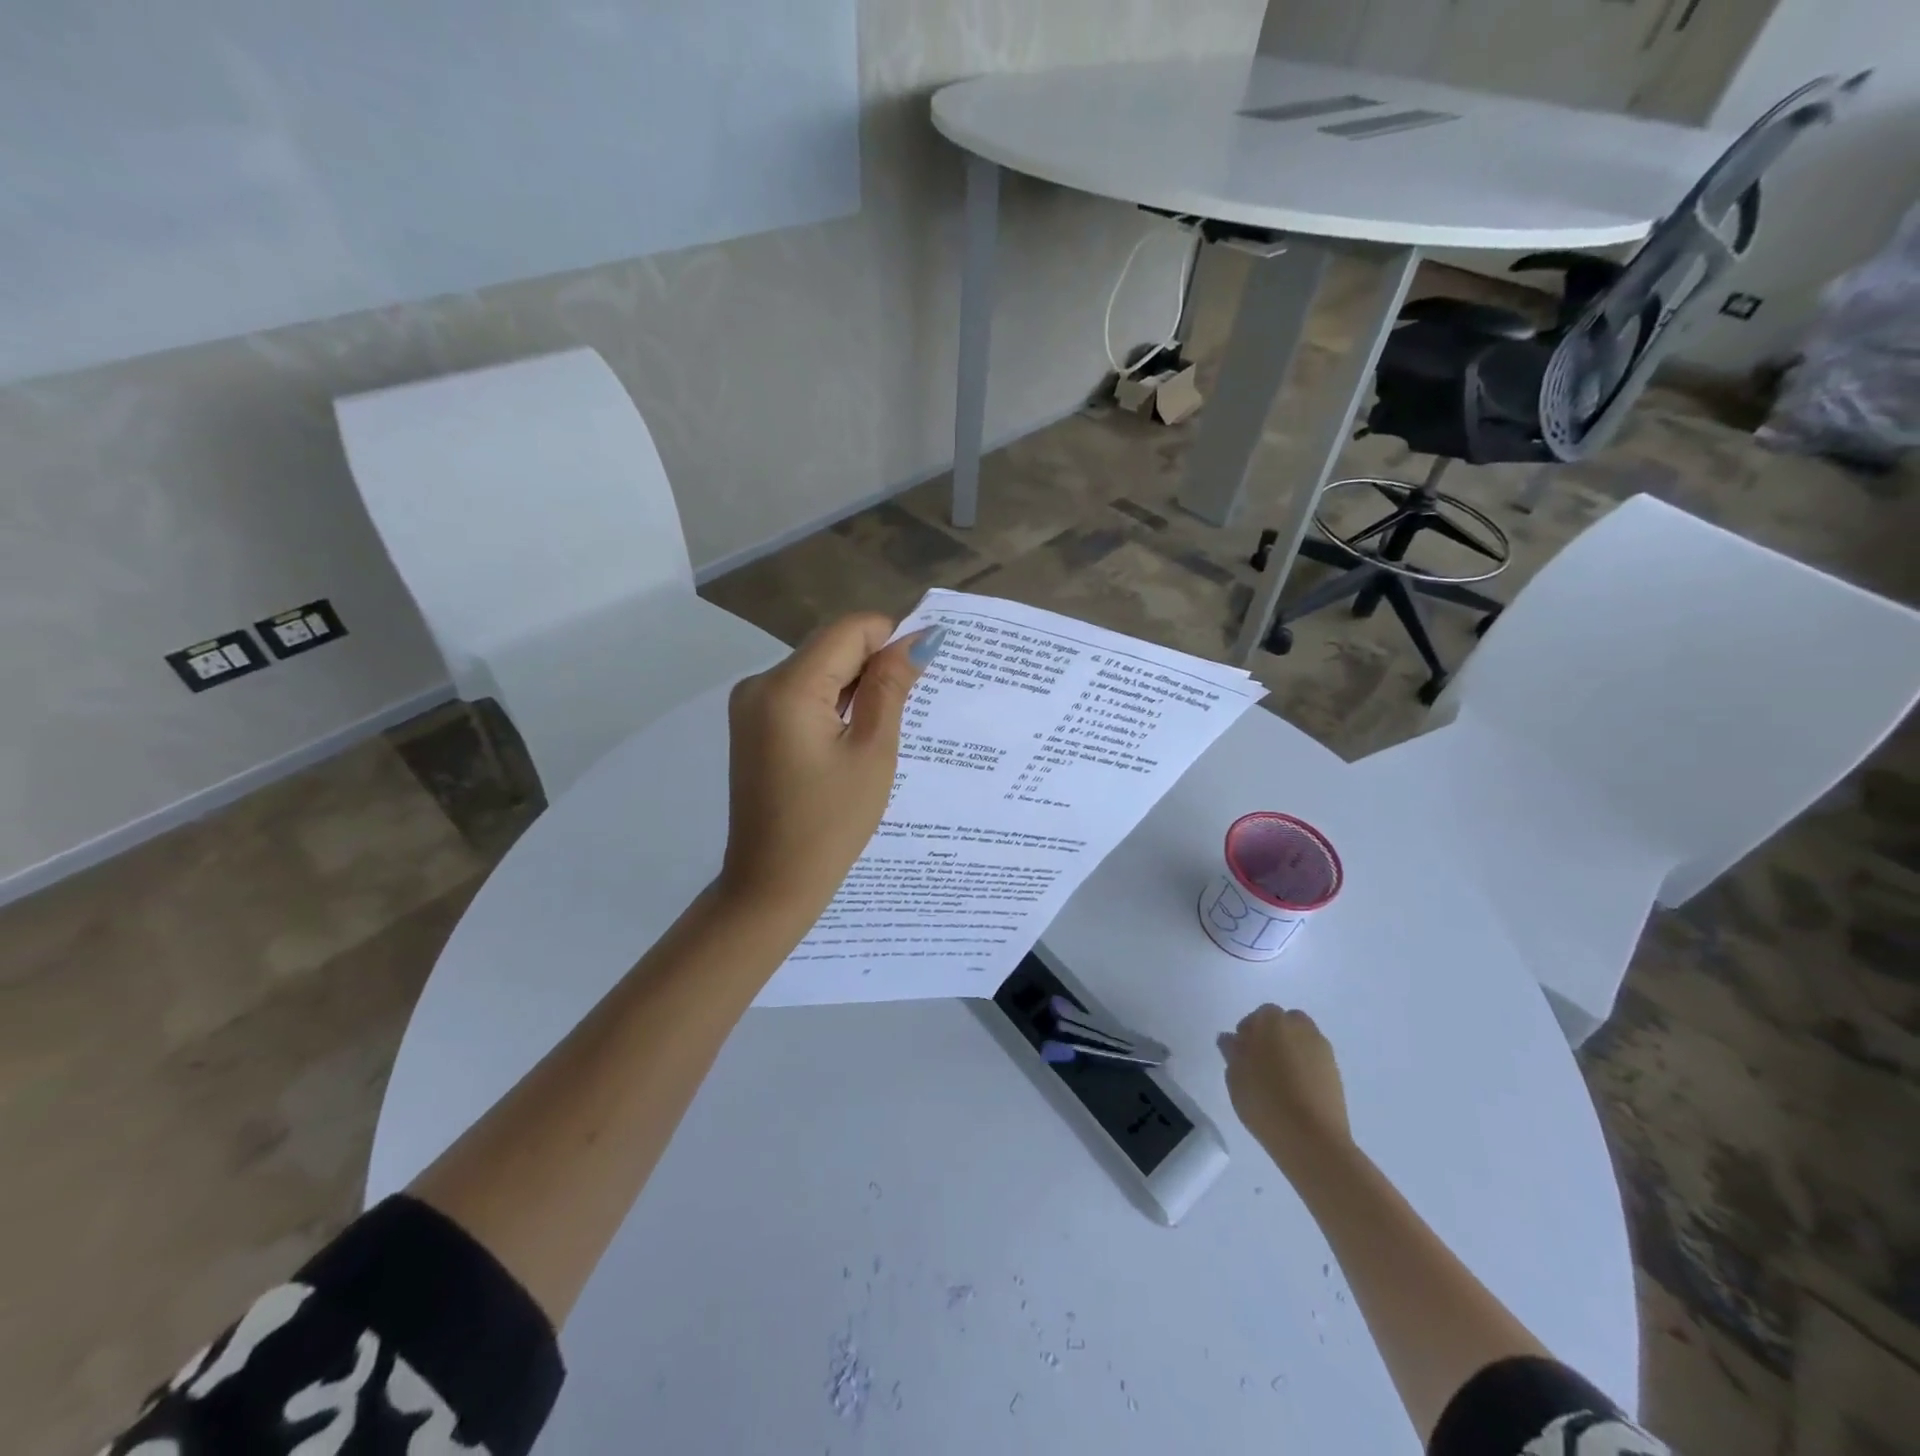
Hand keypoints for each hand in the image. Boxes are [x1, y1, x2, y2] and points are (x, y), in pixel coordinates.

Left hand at [718, 614, 942, 916]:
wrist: (772, 883)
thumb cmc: (831, 825)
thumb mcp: (872, 753)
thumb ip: (891, 688)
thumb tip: (919, 639)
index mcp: (788, 688)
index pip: (849, 630)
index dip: (892, 638)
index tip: (923, 669)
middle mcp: (760, 684)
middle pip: (831, 646)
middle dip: (875, 663)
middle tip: (913, 703)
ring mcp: (751, 705)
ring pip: (818, 669)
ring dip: (856, 685)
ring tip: (888, 726)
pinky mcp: (754, 725)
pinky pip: (801, 694)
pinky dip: (834, 703)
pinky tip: (857, 735)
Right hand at [1219, 1005, 1353, 1174]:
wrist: (1312, 1138)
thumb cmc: (1264, 1100)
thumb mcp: (1235, 1075)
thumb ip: (1232, 1051)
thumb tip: (1231, 1039)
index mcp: (1272, 1021)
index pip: (1259, 1016)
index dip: (1249, 1032)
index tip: (1241, 1052)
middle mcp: (1300, 1027)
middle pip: (1285, 1024)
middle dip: (1274, 1037)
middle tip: (1260, 1063)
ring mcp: (1322, 1050)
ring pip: (1302, 1042)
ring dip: (1291, 1052)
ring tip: (1278, 1081)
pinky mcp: (1336, 1074)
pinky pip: (1315, 1062)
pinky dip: (1305, 1070)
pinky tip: (1295, 1093)